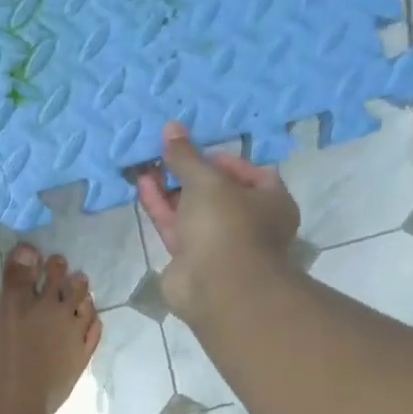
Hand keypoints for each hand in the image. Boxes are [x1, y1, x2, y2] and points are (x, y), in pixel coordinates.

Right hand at [136, 120, 300, 322]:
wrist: (217, 287)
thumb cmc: (226, 225)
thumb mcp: (206, 181)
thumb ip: (186, 156)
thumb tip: (171, 126)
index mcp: (270, 201)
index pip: (249, 172)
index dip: (221, 159)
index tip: (195, 151)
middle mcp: (247, 221)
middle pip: (215, 191)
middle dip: (188, 173)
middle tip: (163, 155)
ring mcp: (217, 242)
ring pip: (191, 209)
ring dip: (169, 189)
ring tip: (146, 166)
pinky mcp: (190, 258)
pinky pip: (174, 226)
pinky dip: (160, 207)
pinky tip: (142, 186)